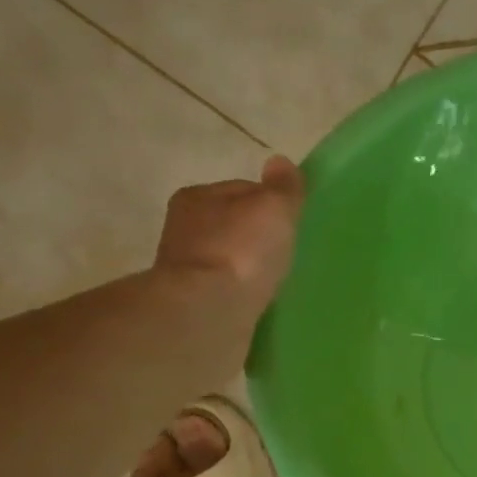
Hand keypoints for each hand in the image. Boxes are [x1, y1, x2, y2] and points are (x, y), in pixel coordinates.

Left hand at [153, 156, 305, 312]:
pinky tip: (260, 304)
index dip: (270, 204)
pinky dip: (242, 295)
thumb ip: (283, 189)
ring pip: (229, 261)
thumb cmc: (241, 253)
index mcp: (197, 197)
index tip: (292, 224)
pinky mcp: (193, 305)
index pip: (242, 191)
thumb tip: (281, 163)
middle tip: (288, 255)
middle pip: (233, 226)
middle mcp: (184, 229)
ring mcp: (186, 270)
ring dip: (249, 270)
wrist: (208, 313)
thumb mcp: (273, 210)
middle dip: (257, 239)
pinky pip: (226, 293)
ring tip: (276, 282)